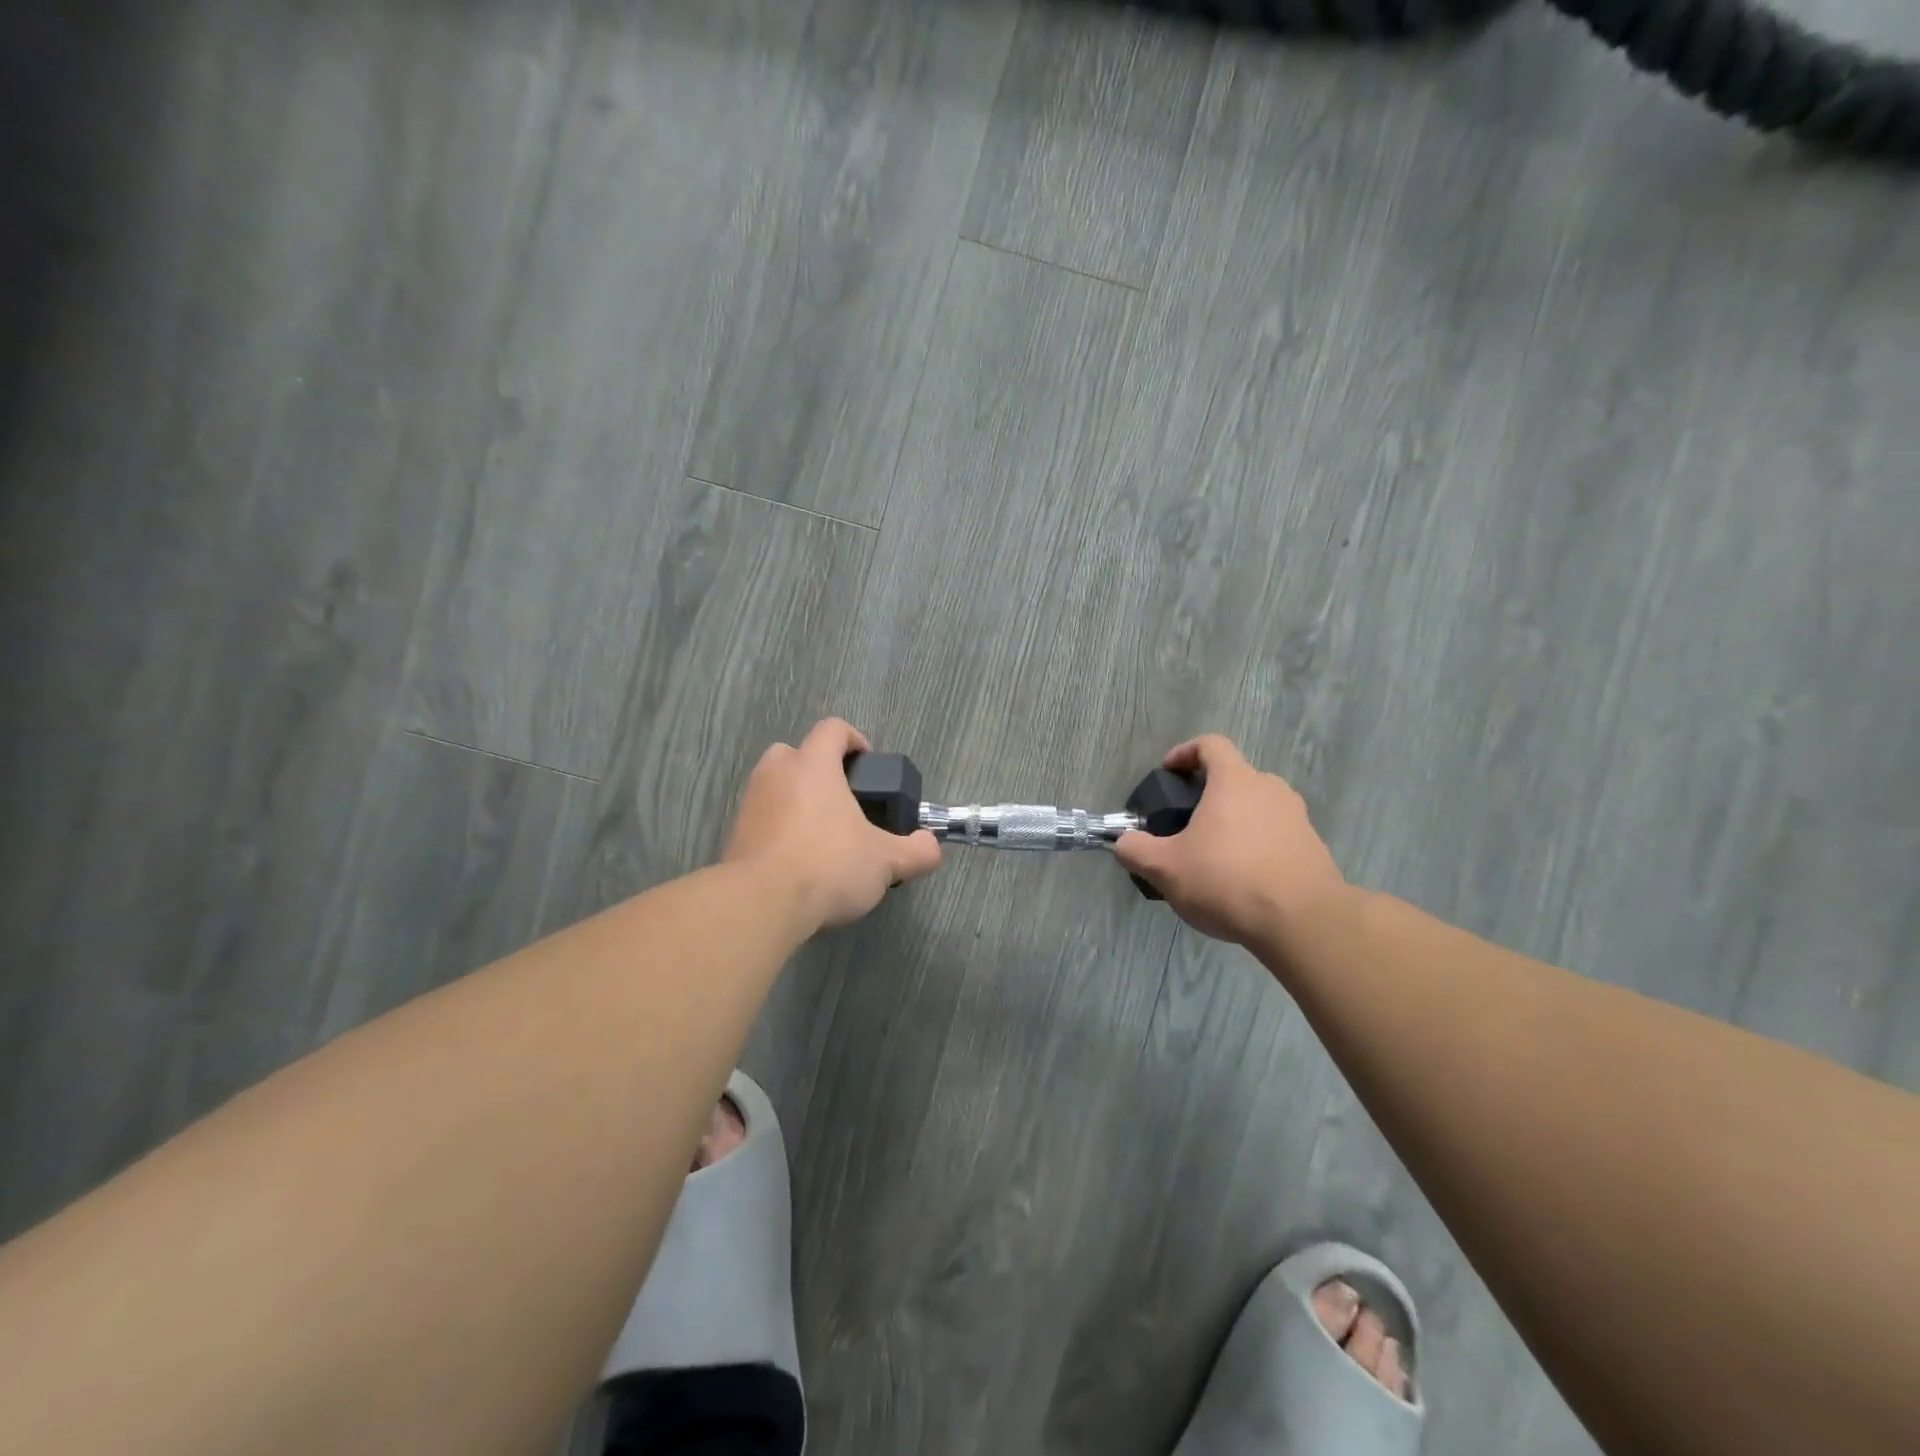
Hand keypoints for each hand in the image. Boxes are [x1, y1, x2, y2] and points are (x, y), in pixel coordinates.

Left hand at [724, 718, 942, 930]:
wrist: (760, 904)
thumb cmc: (828, 865)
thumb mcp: (886, 862)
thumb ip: (916, 851)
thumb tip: (931, 847)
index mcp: (813, 765)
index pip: (833, 729)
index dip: (855, 740)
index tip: (868, 766)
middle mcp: (777, 773)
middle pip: (796, 752)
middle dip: (819, 769)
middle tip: (842, 801)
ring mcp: (750, 802)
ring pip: (775, 785)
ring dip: (796, 799)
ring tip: (820, 834)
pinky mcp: (734, 834)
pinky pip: (761, 818)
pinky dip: (778, 828)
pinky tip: (796, 860)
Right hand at [1113, 735, 1351, 953]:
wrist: (1304, 923)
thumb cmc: (1228, 881)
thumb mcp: (1166, 869)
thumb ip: (1136, 850)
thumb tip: (1122, 842)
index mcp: (1235, 781)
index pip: (1210, 745)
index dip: (1185, 753)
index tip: (1168, 773)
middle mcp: (1270, 789)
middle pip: (1235, 777)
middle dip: (1208, 795)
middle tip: (1186, 824)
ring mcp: (1297, 818)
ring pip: (1257, 807)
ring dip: (1234, 822)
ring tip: (1214, 856)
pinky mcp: (1313, 847)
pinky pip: (1276, 835)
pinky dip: (1256, 846)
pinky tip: (1242, 880)